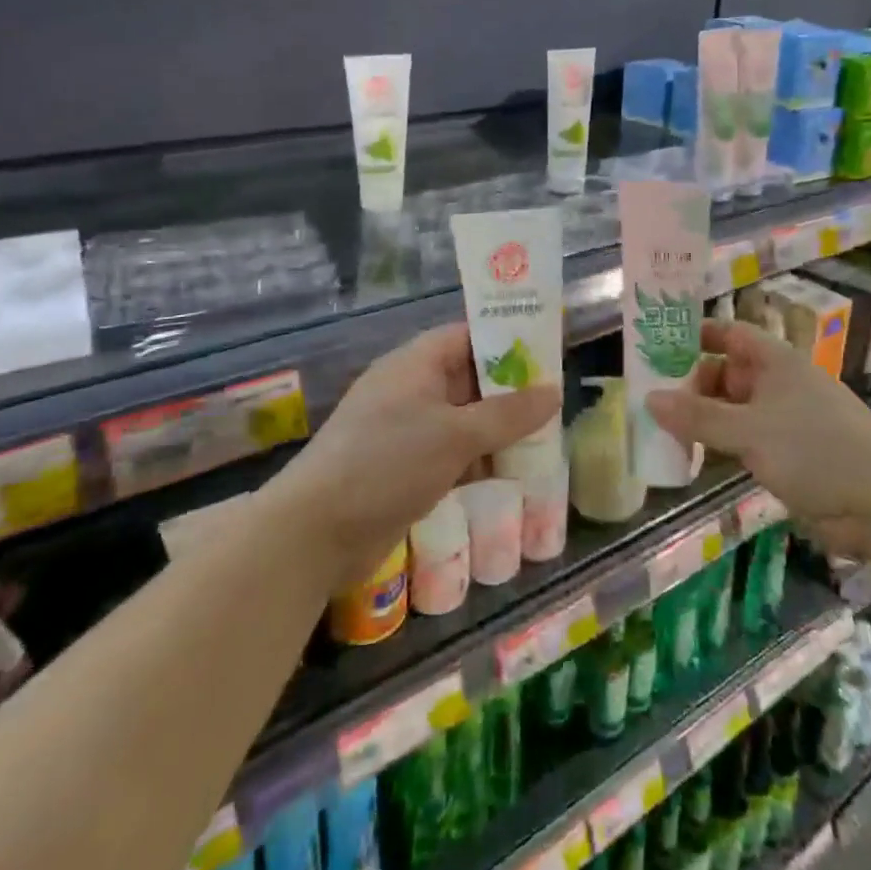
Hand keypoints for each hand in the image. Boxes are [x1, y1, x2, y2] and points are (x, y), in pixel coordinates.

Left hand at [284, 323, 560, 588]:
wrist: (314, 534)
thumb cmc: (387, 464)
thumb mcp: (456, 435)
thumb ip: (508, 414)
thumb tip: (553, 392)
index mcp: (417, 363)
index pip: (469, 335)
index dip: (508, 339)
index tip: (548, 351)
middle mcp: (412, 388)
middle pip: (470, 378)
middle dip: (511, 389)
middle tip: (556, 399)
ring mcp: (407, 429)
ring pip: (465, 418)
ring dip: (499, 428)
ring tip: (546, 437)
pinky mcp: (405, 467)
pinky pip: (453, 451)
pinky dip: (480, 458)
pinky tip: (513, 472)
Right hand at [648, 320, 870, 559]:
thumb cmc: (814, 449)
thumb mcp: (749, 431)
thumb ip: (698, 417)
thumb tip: (649, 399)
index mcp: (775, 361)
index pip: (729, 334)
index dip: (696, 336)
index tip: (659, 346)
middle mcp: (779, 384)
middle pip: (727, 372)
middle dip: (692, 384)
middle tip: (651, 400)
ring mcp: (785, 420)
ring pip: (734, 409)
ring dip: (704, 418)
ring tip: (662, 429)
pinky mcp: (790, 455)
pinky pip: (745, 440)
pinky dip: (721, 444)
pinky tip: (694, 458)